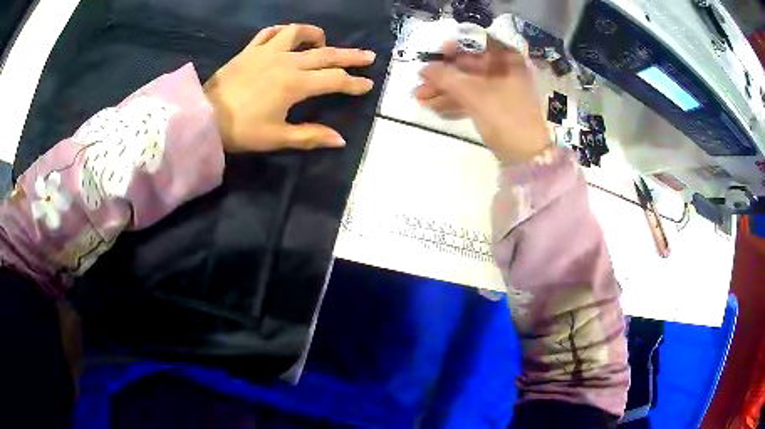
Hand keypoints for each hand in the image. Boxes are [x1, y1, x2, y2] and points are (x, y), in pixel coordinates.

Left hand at [203, 24, 376, 151]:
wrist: (205, 117)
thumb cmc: (241, 130)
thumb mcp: (277, 137)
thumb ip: (311, 136)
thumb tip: (340, 140)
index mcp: (296, 84)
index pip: (335, 80)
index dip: (355, 83)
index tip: (369, 84)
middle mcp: (287, 62)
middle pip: (326, 54)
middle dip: (350, 56)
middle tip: (368, 56)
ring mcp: (268, 52)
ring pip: (299, 33)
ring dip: (316, 34)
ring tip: (324, 41)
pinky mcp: (250, 50)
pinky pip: (270, 32)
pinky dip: (283, 31)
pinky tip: (287, 36)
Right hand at [414, 39, 549, 164]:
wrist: (530, 156)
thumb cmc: (507, 117)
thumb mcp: (475, 95)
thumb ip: (447, 78)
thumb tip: (424, 68)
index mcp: (507, 60)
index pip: (478, 44)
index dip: (456, 47)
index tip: (436, 54)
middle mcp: (505, 71)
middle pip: (469, 66)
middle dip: (443, 75)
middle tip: (420, 83)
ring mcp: (500, 90)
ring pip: (468, 84)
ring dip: (444, 90)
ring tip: (419, 98)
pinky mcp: (496, 108)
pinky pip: (473, 98)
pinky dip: (455, 102)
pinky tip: (434, 108)